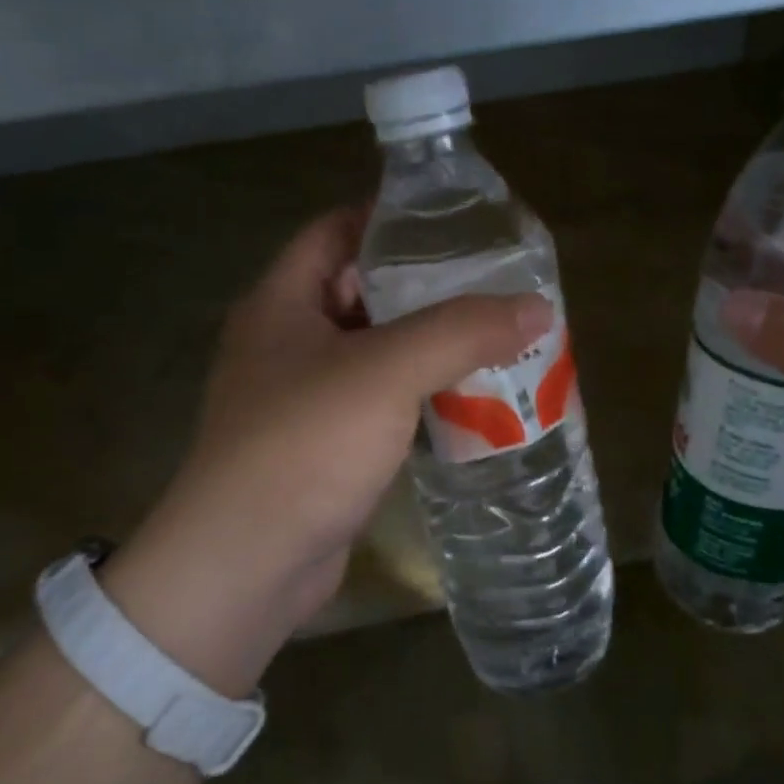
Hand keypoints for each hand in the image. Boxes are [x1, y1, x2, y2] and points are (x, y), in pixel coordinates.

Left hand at [103, 208, 550, 695]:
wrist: (246, 566)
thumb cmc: (304, 446)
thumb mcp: (387, 372)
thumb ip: (462, 332)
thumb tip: (538, 307)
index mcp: (282, 303)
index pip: (336, 230)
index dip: (390, 217)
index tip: (454, 220)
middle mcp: (286, 342)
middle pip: (361, 290)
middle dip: (424, 285)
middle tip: (490, 281)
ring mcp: (302, 397)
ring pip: (375, 351)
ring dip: (427, 345)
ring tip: (493, 335)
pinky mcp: (322, 446)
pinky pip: (378, 402)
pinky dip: (419, 394)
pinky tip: (467, 398)